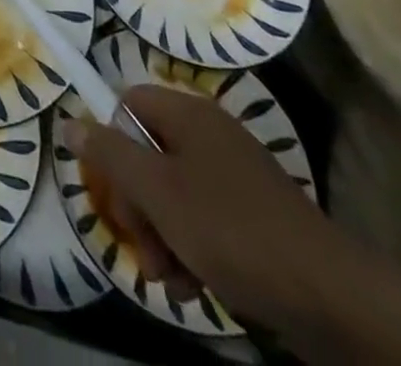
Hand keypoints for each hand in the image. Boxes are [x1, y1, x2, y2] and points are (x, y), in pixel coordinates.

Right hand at [63, 85, 346, 328]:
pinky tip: (194, 286)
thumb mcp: (157, 192)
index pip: (126, 104)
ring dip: (161, 236)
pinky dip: (191, 249)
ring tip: (170, 279)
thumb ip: (110, 155)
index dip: (112, 143)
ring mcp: (234, 176)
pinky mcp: (254, 216)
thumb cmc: (230, 230)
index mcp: (187, 113)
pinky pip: (204, 219)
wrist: (330, 297)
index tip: (115, 190)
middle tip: (145, 247)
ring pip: (173, 194)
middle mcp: (209, 134)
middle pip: (147, 153)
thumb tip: (70, 121)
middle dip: (138, 205)